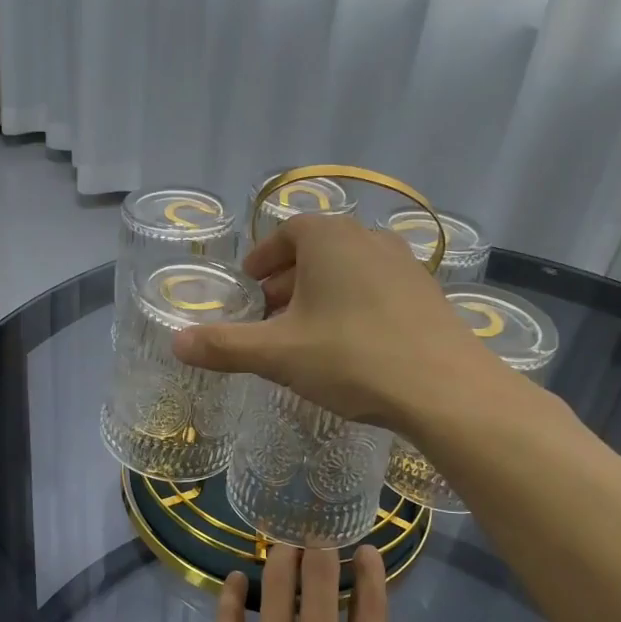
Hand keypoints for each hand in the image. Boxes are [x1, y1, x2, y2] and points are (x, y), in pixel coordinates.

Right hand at [171, 214, 526, 430]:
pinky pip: (376, 288)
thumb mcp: (278, 354)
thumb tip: (175, 342)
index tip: (249, 283)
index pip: (286, 232)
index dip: (263, 258)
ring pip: (348, 269)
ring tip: (304, 330)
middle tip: (268, 312)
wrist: (445, 389)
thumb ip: (224, 346)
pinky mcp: (427, 294)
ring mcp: (404, 265)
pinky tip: (349, 344)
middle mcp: (368, 239)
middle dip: (287, 278)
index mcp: (329, 238)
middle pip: (317, 250)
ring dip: (320, 292)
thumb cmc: (352, 357)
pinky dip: (352, 305)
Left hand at [187, 545, 444, 621]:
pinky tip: (232, 579)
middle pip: (321, 586)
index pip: (372, 611)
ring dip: (281, 560)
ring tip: (282, 542)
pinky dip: (228, 595)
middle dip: (322, 551)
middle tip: (319, 534)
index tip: (366, 548)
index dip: (371, 573)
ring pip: (275, 591)